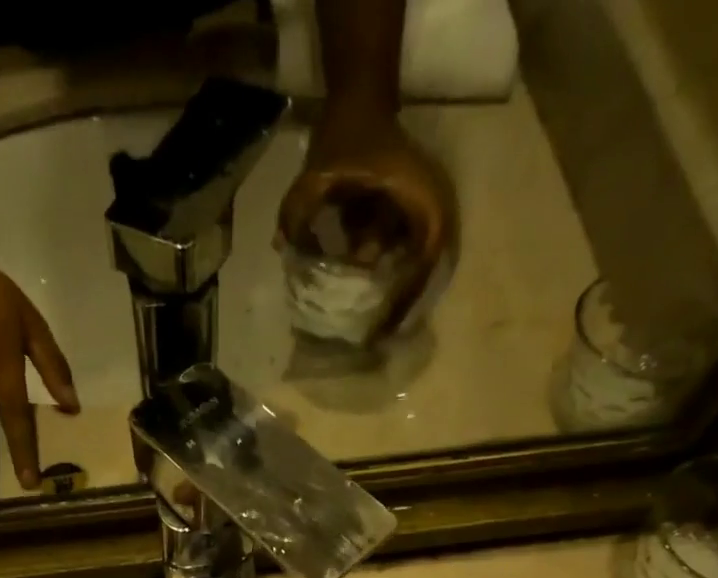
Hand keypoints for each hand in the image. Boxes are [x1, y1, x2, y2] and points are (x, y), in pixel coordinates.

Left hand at [277, 108, 454, 334]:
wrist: (361, 98)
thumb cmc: (345, 135)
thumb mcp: (317, 174)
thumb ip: (297, 210)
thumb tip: (282, 250)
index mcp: (423, 200)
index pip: (422, 265)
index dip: (402, 301)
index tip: (381, 330)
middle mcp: (434, 209)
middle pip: (425, 276)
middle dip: (400, 308)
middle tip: (376, 339)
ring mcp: (427, 214)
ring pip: (416, 270)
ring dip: (394, 296)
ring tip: (372, 328)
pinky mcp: (414, 219)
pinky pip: (405, 258)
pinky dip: (387, 278)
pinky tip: (364, 299)